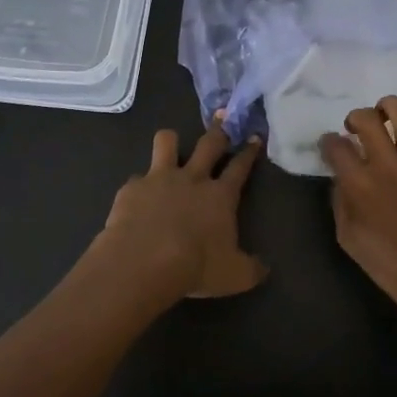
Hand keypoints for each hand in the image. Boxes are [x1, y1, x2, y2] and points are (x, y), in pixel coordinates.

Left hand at [99, 118, 267, 299]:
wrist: (144, 261)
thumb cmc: (196, 266)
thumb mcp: (235, 276)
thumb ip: (251, 269)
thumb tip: (264, 269)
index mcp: (220, 196)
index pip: (240, 167)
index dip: (249, 152)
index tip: (254, 138)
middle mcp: (192, 178)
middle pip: (209, 144)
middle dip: (217, 131)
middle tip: (221, 120)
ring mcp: (159, 178)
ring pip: (167, 141)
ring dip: (171, 141)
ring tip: (171, 145)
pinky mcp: (132, 187)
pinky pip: (137, 178)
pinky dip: (140, 185)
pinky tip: (138, 197)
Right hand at [319, 96, 396, 333]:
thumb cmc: (390, 265)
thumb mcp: (348, 238)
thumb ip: (340, 201)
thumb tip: (341, 177)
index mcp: (358, 184)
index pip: (334, 145)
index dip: (328, 141)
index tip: (331, 146)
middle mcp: (386, 164)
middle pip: (365, 118)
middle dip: (355, 118)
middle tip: (357, 128)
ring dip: (390, 107)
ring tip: (389, 117)